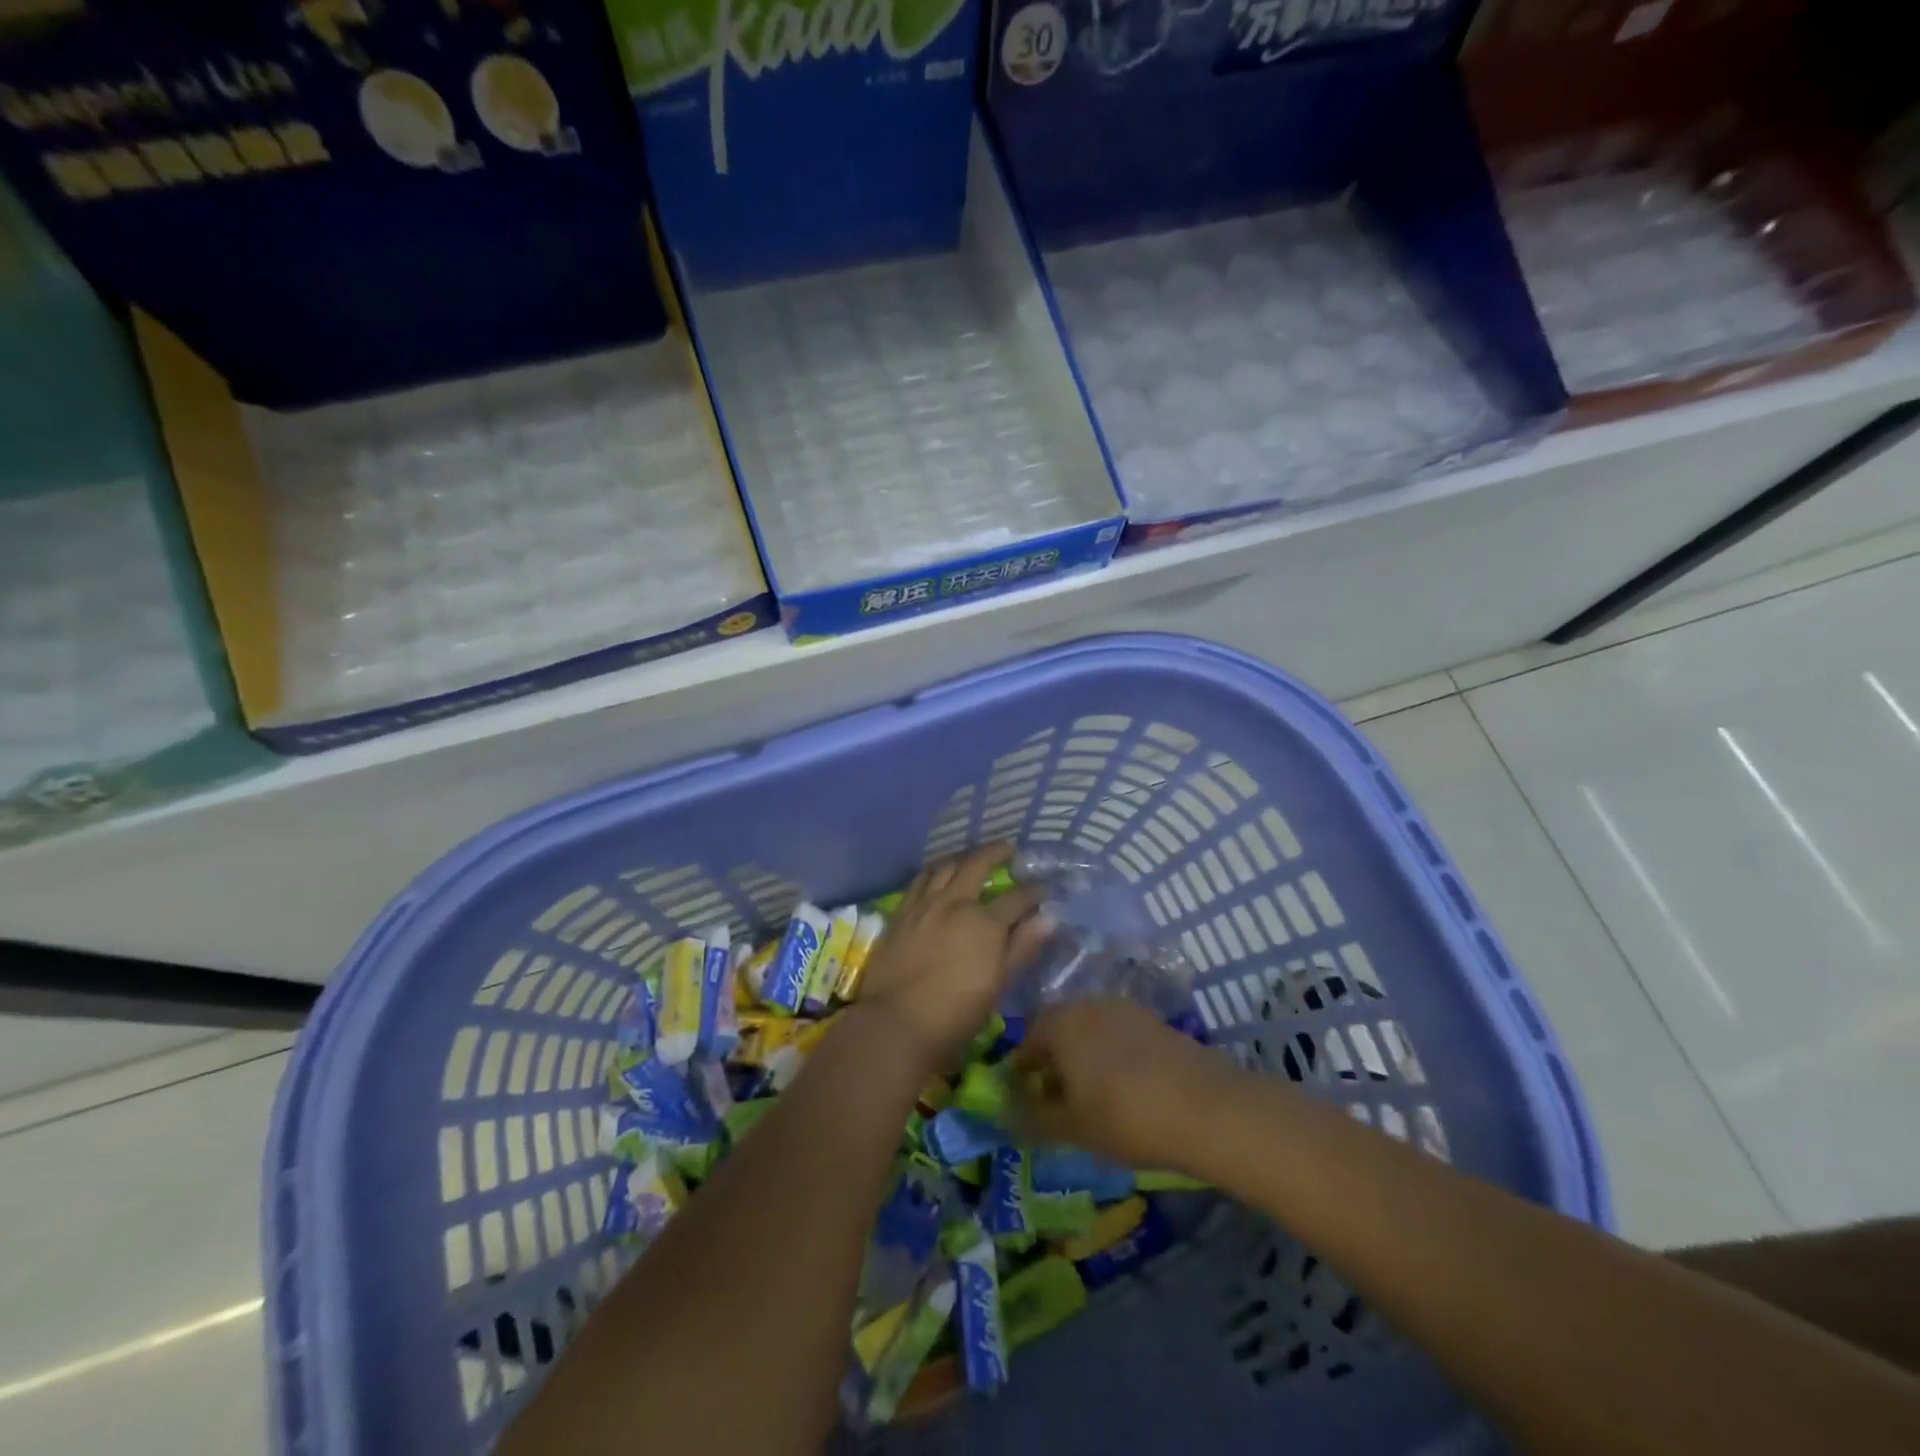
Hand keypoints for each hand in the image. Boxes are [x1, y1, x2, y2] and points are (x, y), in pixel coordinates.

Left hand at [857, 844, 1050, 1071]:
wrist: (896, 1023)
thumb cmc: (956, 1013)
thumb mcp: (998, 983)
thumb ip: (1022, 947)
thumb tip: (1049, 917)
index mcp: (985, 922)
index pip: (1018, 898)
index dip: (1035, 891)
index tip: (1045, 887)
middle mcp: (955, 902)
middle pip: (977, 864)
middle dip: (996, 852)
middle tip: (1008, 848)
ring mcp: (924, 904)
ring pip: (945, 866)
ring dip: (962, 857)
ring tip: (971, 857)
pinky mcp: (901, 912)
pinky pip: (920, 880)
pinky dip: (934, 871)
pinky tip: (938, 874)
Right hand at [1013, 998, 1243, 1170]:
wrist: (1207, 1107)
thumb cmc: (1125, 1116)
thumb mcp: (1071, 1128)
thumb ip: (1031, 1119)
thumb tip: (1003, 1114)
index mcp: (1059, 1022)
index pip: (1026, 1040)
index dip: (1022, 1072)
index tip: (1027, 1101)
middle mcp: (1087, 1004)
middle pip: (1058, 1030)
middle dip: (1053, 1062)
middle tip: (1059, 1101)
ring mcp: (1124, 1008)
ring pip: (1089, 1030)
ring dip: (1083, 1057)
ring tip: (1093, 1098)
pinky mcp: (1153, 1020)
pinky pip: (1118, 1034)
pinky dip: (1112, 1056)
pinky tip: (1125, 1088)